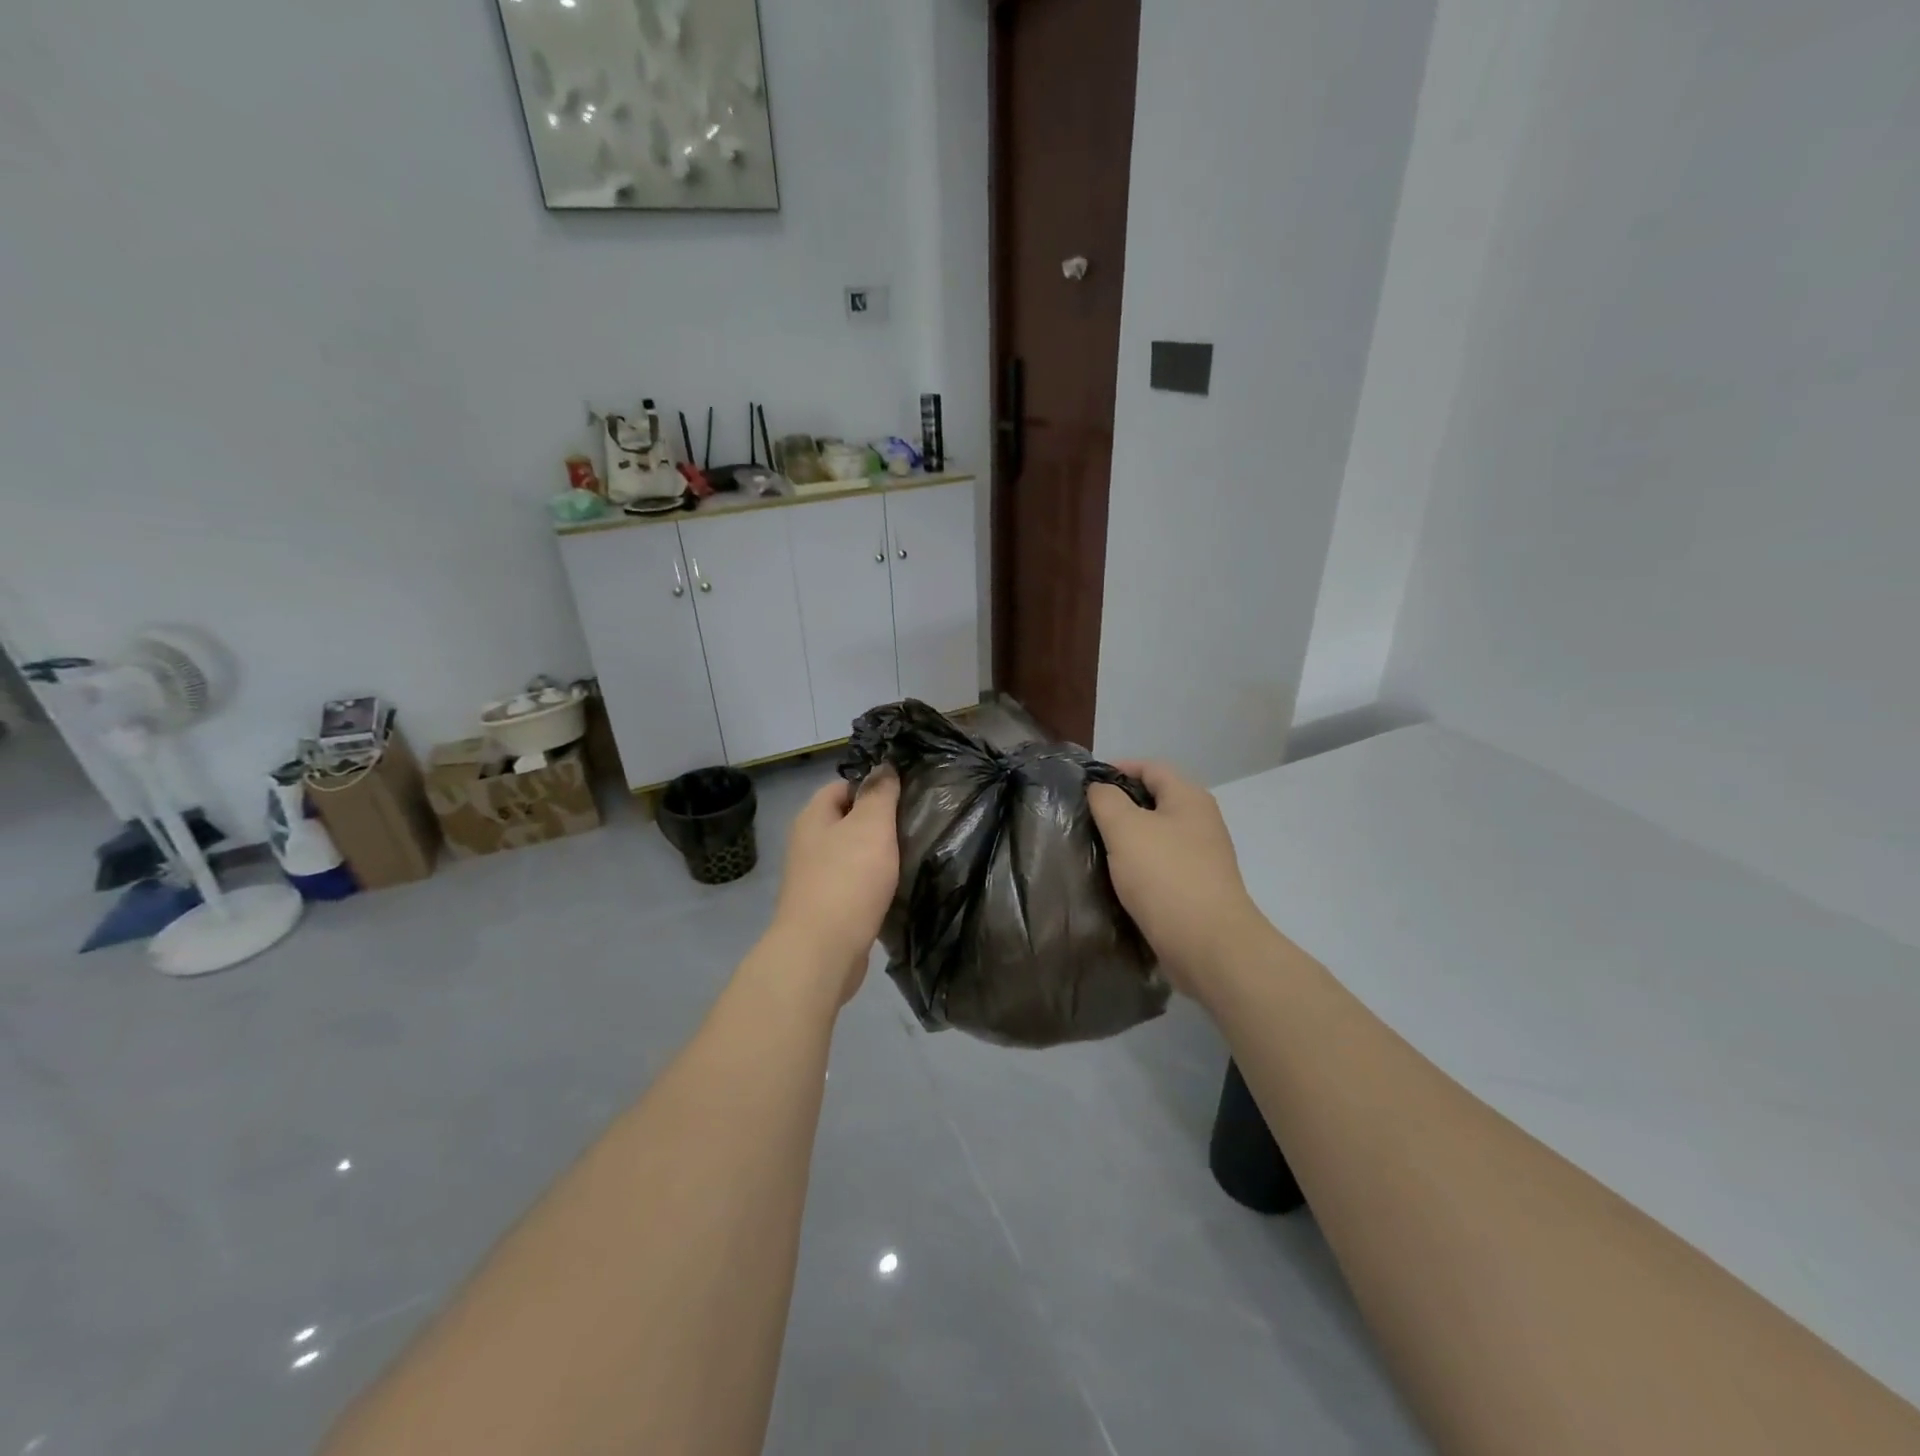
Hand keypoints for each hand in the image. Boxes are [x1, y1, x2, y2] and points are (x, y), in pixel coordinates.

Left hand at [768, 771, 900, 1004]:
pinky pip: (852, 884)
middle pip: (846, 820)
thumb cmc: (847, 879)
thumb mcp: (870, 826)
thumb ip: (879, 793)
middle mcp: (807, 843)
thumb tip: (883, 765)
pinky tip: (895, 889)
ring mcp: (813, 878)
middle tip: (914, 824)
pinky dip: (872, 884)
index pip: (842, 785)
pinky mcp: (825, 908)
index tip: (905, 795)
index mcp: (813, 817)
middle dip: (878, 822)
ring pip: (851, 854)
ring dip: (876, 855)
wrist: (821, 951)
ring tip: (911, 855)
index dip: (872, 785)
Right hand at [1088, 762, 1265, 997]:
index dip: (1117, 768)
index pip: (1150, 767)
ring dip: (1127, 838)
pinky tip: (1117, 878)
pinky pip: (1161, 864)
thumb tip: (1100, 789)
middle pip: (1155, 800)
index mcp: (1189, 798)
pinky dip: (1138, 865)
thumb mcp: (1125, 828)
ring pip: (1157, 834)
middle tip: (1084, 817)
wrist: (1208, 945)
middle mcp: (1201, 821)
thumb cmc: (1165, 876)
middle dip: (1119, 805)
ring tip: (1095, 847)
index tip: (1084, 785)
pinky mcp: (1197, 887)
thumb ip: (1107, 800)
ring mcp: (1202, 856)